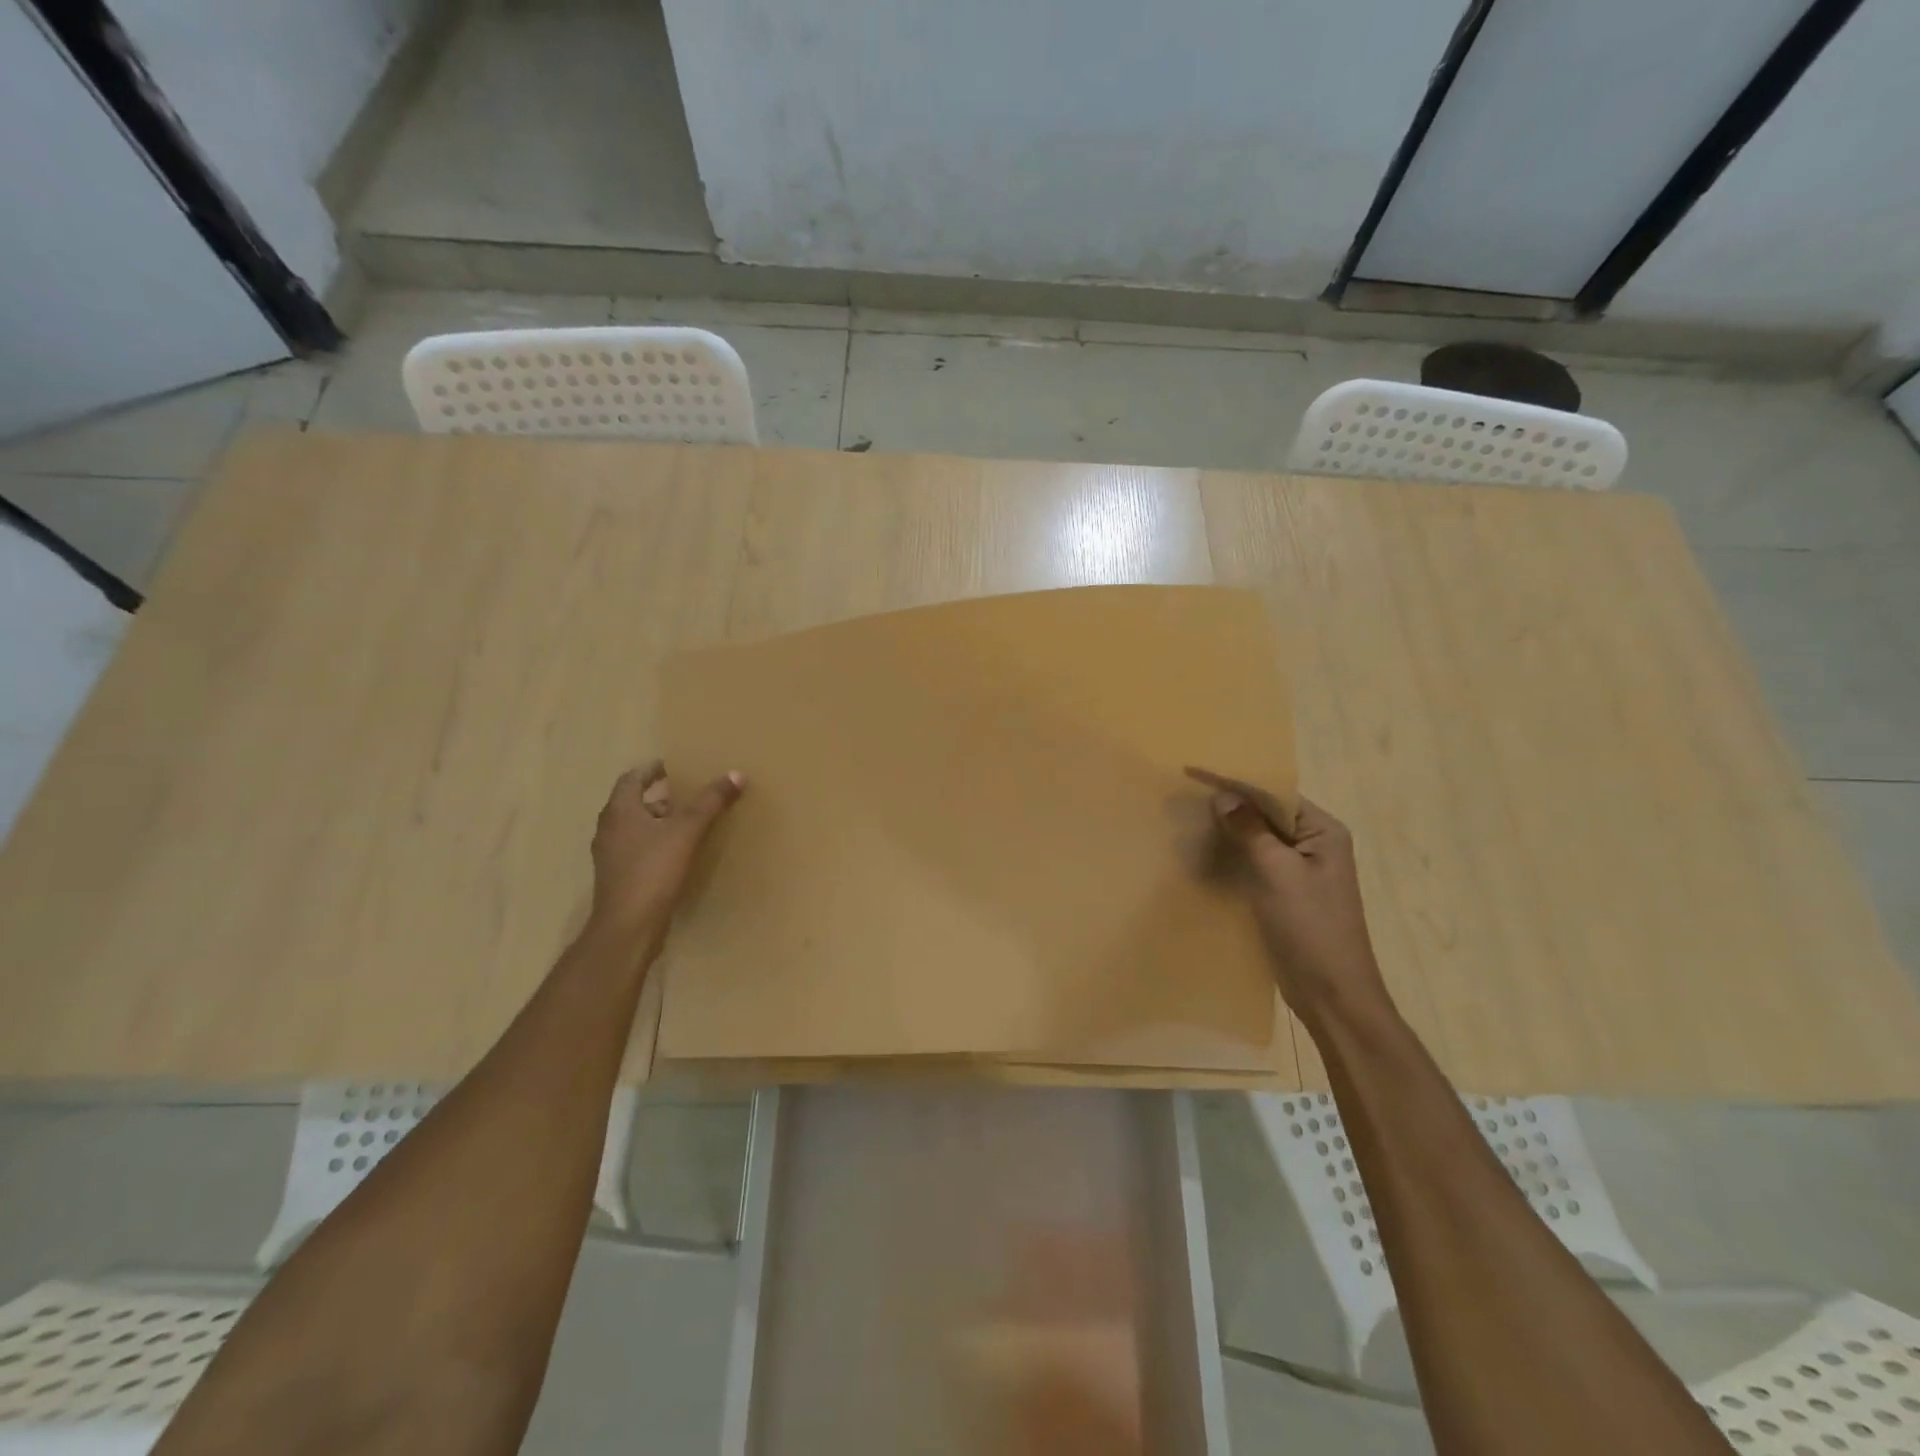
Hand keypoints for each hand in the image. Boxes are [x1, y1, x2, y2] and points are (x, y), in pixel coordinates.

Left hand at [588, 761, 743, 938]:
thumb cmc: (653, 870)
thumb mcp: (687, 831)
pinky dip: (653, 842)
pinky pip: (636, 848)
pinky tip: (675, 852)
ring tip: (684, 820)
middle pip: (631, 802)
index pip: (631, 778)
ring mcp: (610, 855)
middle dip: (656, 795)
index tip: (672, 766)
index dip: (651, 770)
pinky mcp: (617, 877)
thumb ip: (710, 802)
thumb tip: (736, 774)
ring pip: (633, 827)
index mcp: (620, 810)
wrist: (628, 926)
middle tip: (684, 792)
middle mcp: (609, 828)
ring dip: (655, 819)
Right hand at [1186, 768, 1388, 1019]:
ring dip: (1228, 829)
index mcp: (1323, 831)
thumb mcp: (1278, 873)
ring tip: (1188, 818)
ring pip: (1258, 838)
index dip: (1235, 782)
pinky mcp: (1285, 893)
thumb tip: (1223, 796)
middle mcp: (1315, 844)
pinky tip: (1205, 853)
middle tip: (1185, 792)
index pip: (1274, 794)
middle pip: (1266, 813)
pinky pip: (1255, 862)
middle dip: (1229, 803)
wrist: (1332, 993)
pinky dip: (1232, 854)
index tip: (1195, 772)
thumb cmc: (1310, 927)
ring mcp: (1300, 870)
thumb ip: (1250, 831)